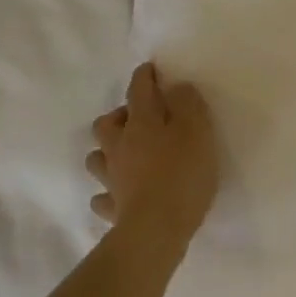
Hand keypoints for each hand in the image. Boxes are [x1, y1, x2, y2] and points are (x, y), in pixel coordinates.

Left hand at [85, 63, 218, 248]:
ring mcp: (112, 178)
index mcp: (141, 124)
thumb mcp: (198, 132)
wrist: (157, 227)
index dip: (145, 77)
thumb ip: (188, 105)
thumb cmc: (182, 174)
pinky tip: (120, 195)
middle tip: (138, 119)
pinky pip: (104, 197)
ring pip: (97, 158)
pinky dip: (109, 193)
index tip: (150, 69)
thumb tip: (176, 87)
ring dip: (107, 152)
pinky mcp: (114, 207)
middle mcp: (119, 147)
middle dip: (119, 116)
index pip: (139, 91)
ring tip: (124, 155)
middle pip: (106, 124)